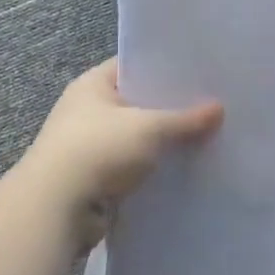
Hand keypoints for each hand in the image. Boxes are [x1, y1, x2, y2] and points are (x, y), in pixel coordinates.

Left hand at [20, 59, 223, 242]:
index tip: (197, 73)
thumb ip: (185, 119)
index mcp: (92, 85)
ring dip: (160, 142)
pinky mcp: (93, 178)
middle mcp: (86, 110)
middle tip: (208, 105)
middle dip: (168, 107)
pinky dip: (151, 168)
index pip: (133, 65)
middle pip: (136, 102)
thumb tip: (219, 109)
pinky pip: (131, 165)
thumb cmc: (99, 149)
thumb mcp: (149, 127)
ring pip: (135, 137)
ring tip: (202, 137)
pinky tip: (181, 168)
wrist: (55, 209)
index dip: (164, 67)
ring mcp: (87, 145)